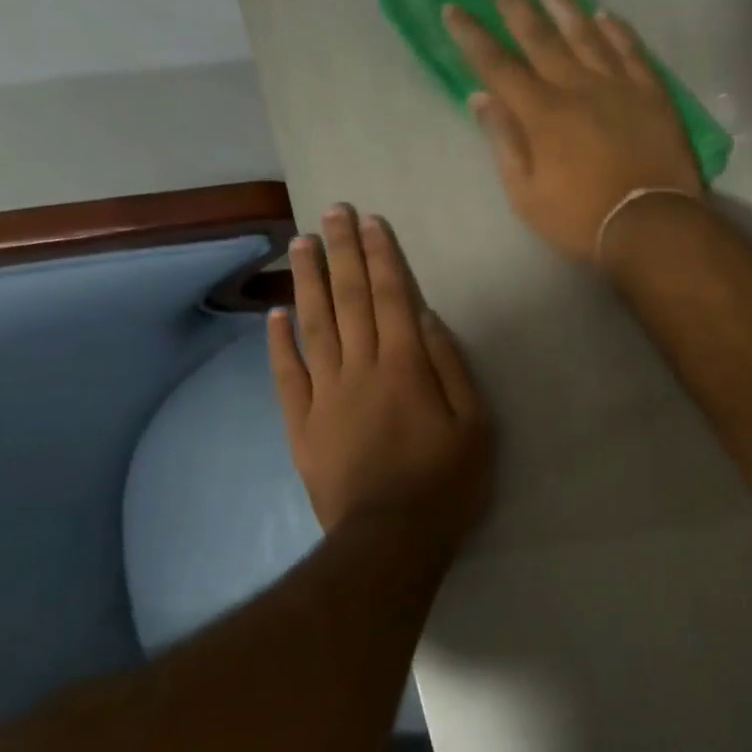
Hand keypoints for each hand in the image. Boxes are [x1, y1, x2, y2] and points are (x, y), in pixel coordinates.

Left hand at [267, 205, 491, 542]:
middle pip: (349, 301)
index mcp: (405, 368)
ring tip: (301, 244)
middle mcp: (360, 370)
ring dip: (308, 282)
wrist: (389, 540)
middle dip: (342, 253)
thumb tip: (426, 318)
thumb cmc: (446, 483)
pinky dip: (279, 342)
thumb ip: (451, 367)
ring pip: (314, 327)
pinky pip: (287, 375)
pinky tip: (275, 313)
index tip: (372, 222)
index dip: (382, 257)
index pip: (391, 299)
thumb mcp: (475, 426)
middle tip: (332, 212)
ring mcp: (325, 396)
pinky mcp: (302, 424)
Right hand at [443, 0, 702, 264]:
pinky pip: (631, 50)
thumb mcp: (527, 194)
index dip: (472, 36)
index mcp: (541, 112)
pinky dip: (616, 29)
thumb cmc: (582, 219)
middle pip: (539, 34)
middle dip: (513, 0)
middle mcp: (576, 86)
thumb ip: (504, 143)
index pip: (497, 65)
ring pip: (585, 32)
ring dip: (562, 2)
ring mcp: (618, 85)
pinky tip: (604, 14)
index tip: (453, 7)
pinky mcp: (652, 93)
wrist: (651, 224)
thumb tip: (480, 99)